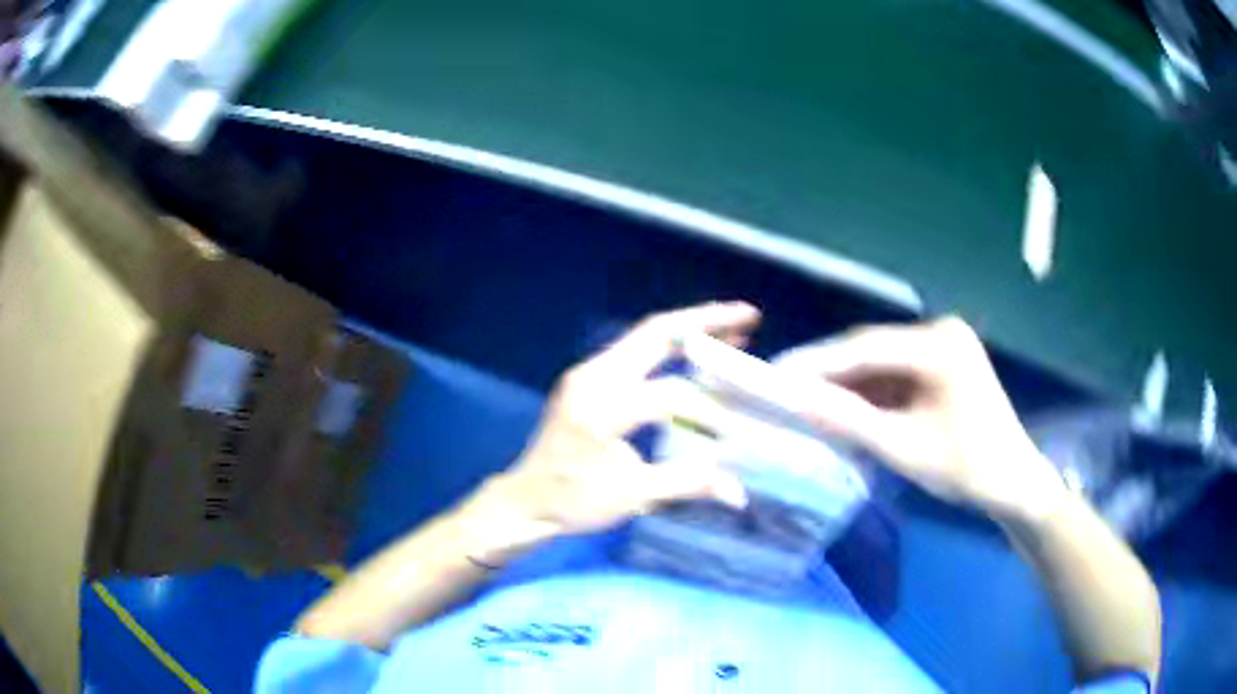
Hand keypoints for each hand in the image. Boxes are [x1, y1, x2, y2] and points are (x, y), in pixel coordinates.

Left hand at [469, 302, 759, 556]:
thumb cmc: (573, 501)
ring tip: (733, 328)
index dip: (710, 409)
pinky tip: (694, 355)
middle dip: (705, 321)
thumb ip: (687, 484)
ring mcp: (587, 373)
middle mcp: (592, 377)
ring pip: (645, 337)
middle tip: (749, 316)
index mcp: (601, 407)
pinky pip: (635, 351)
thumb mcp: (630, 496)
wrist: (525, 501)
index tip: (738, 427)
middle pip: (656, 333)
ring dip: (689, 330)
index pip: (669, 395)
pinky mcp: (587, 379)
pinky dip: (669, 347)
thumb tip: (738, 492)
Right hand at [777, 316, 1066, 521]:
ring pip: (882, 361)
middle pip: (873, 350)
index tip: (776, 374)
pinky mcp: (944, 362)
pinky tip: (848, 408)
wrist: (1013, 482)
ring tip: (809, 402)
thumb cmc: (967, 468)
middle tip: (786, 390)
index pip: (866, 347)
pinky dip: (873, 392)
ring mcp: (944, 345)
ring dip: (850, 384)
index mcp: (940, 346)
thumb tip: (796, 401)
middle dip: (831, 373)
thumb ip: (850, 421)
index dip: (818, 361)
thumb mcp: (905, 448)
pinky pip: (898, 372)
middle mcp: (941, 332)